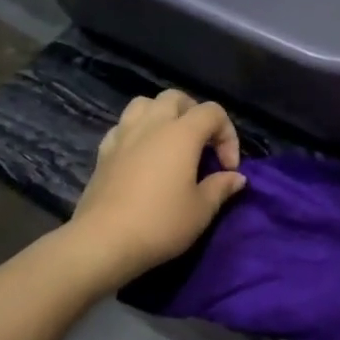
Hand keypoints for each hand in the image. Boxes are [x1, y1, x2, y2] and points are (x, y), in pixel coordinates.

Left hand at [73, 90, 246, 282]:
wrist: (104, 241)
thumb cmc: (160, 223)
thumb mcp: (201, 210)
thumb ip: (221, 187)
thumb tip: (236, 178)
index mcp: (181, 134)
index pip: (212, 112)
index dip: (228, 135)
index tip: (228, 168)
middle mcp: (152, 125)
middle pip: (176, 98)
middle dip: (195, 115)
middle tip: (202, 145)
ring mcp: (123, 135)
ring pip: (144, 104)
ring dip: (162, 115)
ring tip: (171, 141)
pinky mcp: (103, 152)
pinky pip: (123, 126)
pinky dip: (137, 132)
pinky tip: (142, 154)